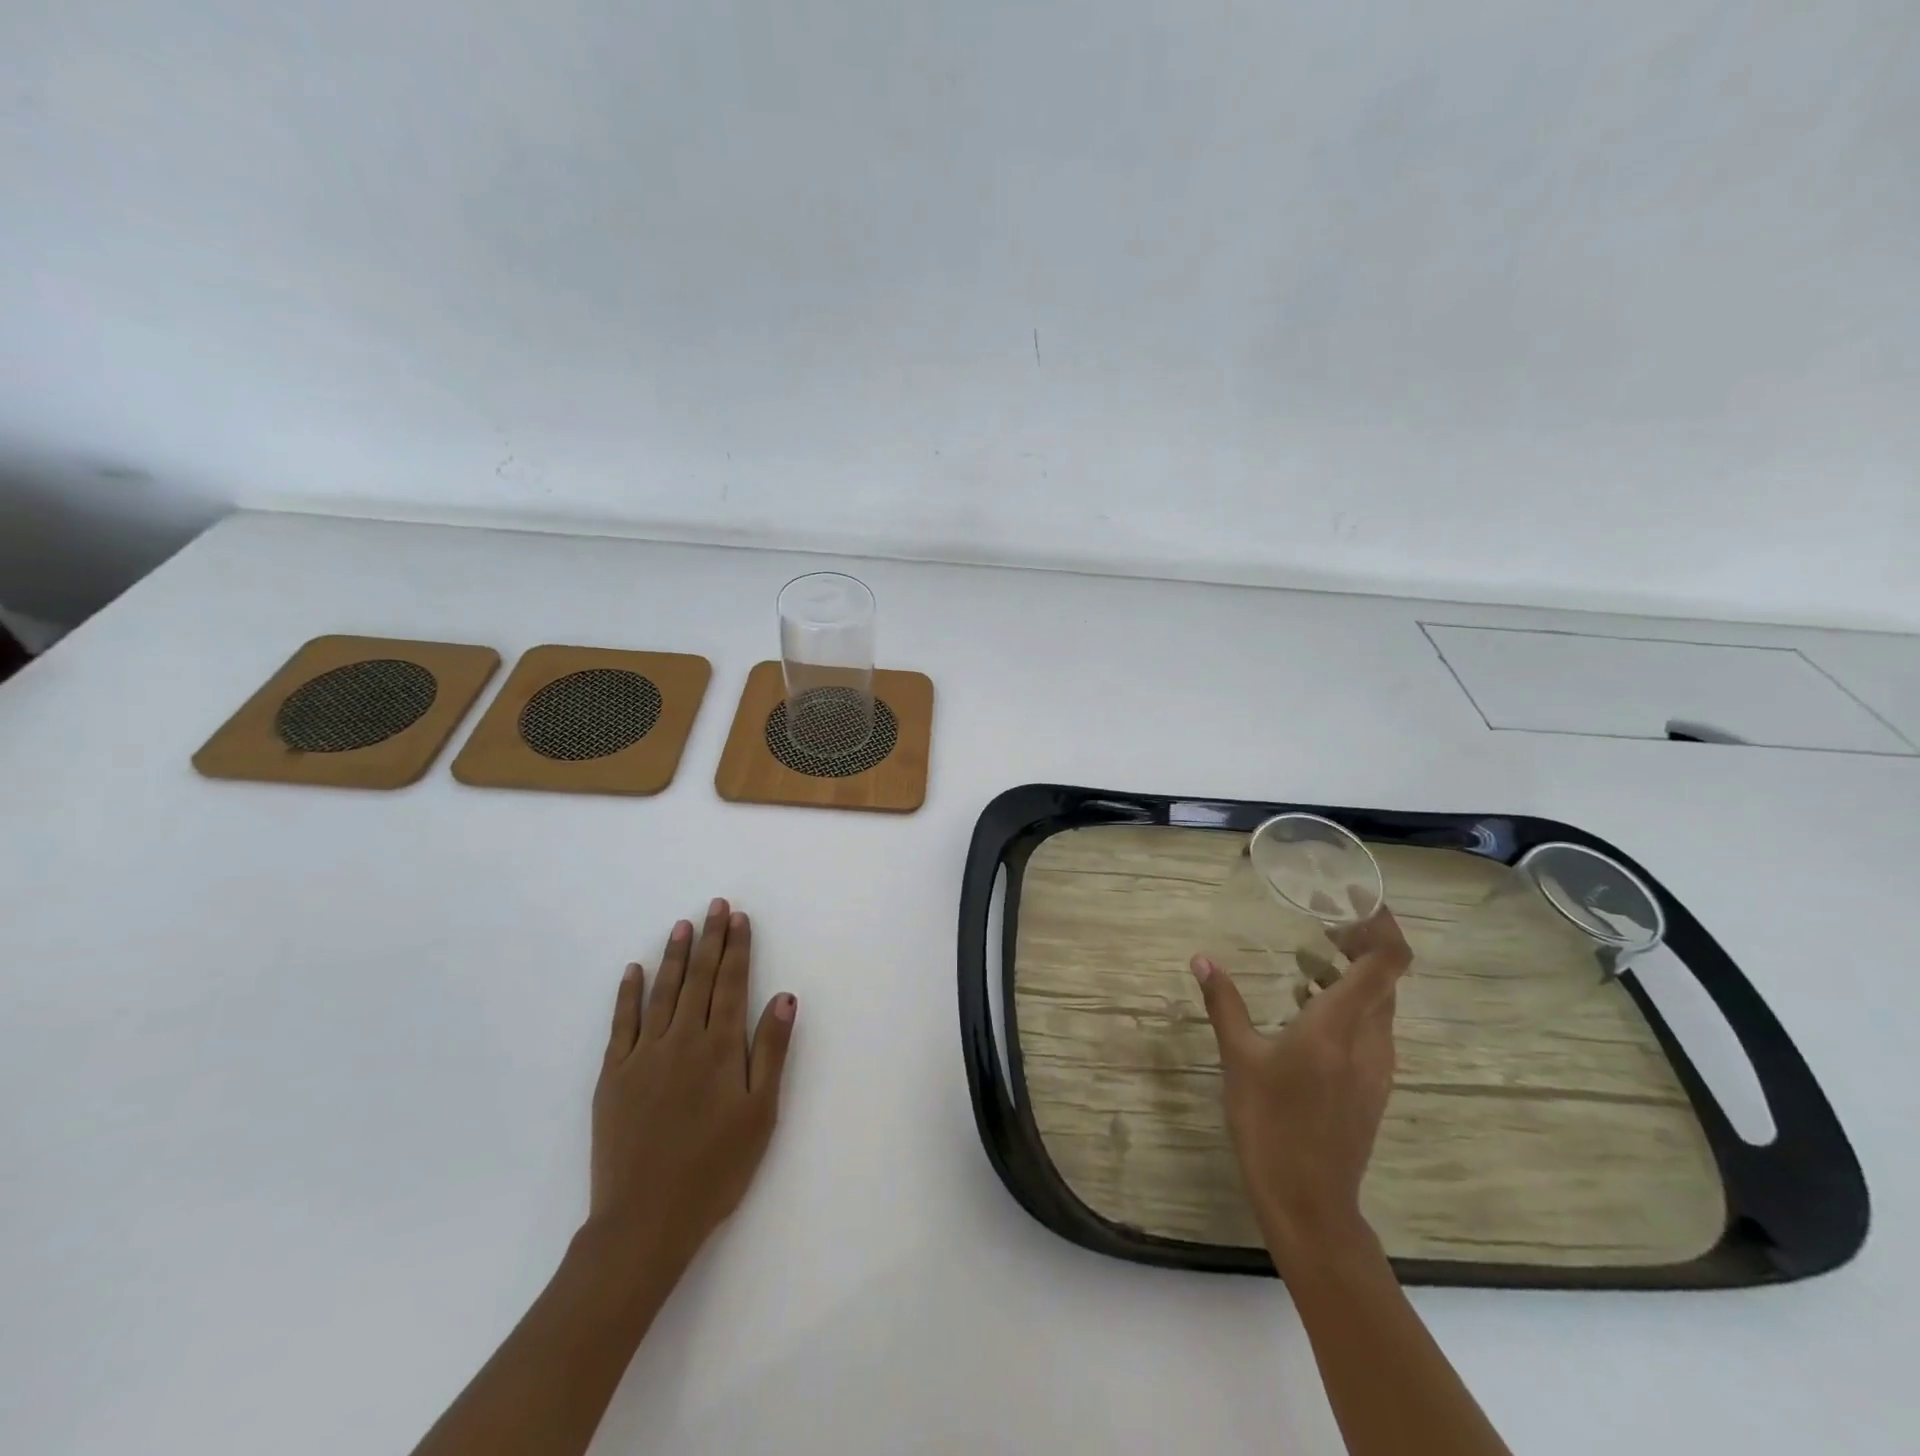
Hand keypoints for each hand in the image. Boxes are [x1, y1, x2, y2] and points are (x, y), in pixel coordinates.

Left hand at [589, 898, 796, 1276]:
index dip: (737, 948)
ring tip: (681, 925)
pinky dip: (627, 994)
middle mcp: (682, 1040)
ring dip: (673, 956)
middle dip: (709, 939)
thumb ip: (770, 1051)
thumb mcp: (760, 1114)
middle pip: (698, 979)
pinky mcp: (613, 1076)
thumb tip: (783, 996)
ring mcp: (643, 1056)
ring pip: (662, 993)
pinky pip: (621, 1024)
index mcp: (720, 1048)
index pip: (731, 984)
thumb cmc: (715, 1169)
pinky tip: (633, 971)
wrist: (644, 1221)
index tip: (738, 918)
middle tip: (714, 905)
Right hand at [1190, 906, 1411, 1266]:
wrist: (1309, 1202)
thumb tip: (1202, 959)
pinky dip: (1348, 1004)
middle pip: (1387, 977)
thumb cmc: (1270, 1124)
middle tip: (1321, 922)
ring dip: (1352, 974)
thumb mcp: (1239, 1059)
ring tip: (1306, 961)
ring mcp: (1377, 1067)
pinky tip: (1306, 1010)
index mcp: (1340, 1025)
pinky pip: (1371, 1028)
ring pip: (1380, 1004)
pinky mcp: (1372, 1086)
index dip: (1382, 924)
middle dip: (1361, 942)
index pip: (1387, 962)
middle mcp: (1371, 1040)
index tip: (1352, 901)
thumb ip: (1224, 1003)